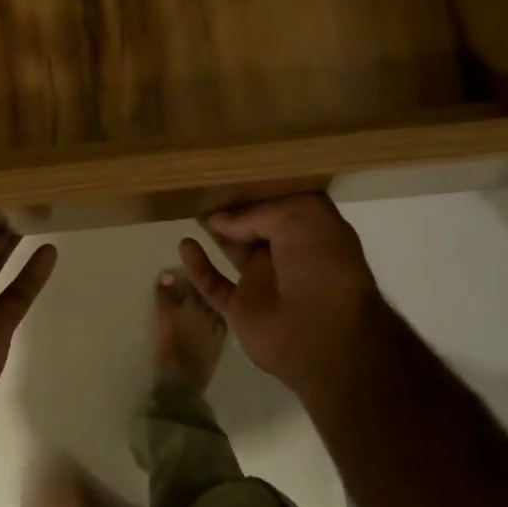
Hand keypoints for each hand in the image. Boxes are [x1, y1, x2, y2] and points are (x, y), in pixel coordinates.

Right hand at [178, 194, 390, 406]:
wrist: (322, 334)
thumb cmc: (321, 266)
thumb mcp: (301, 217)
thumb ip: (257, 213)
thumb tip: (219, 220)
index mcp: (311, 230)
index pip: (281, 201)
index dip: (258, 187)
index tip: (230, 172)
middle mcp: (288, 253)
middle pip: (255, 224)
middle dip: (233, 207)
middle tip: (203, 187)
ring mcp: (263, 281)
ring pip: (233, 249)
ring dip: (215, 231)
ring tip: (191, 208)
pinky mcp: (240, 307)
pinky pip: (213, 283)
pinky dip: (198, 266)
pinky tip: (185, 245)